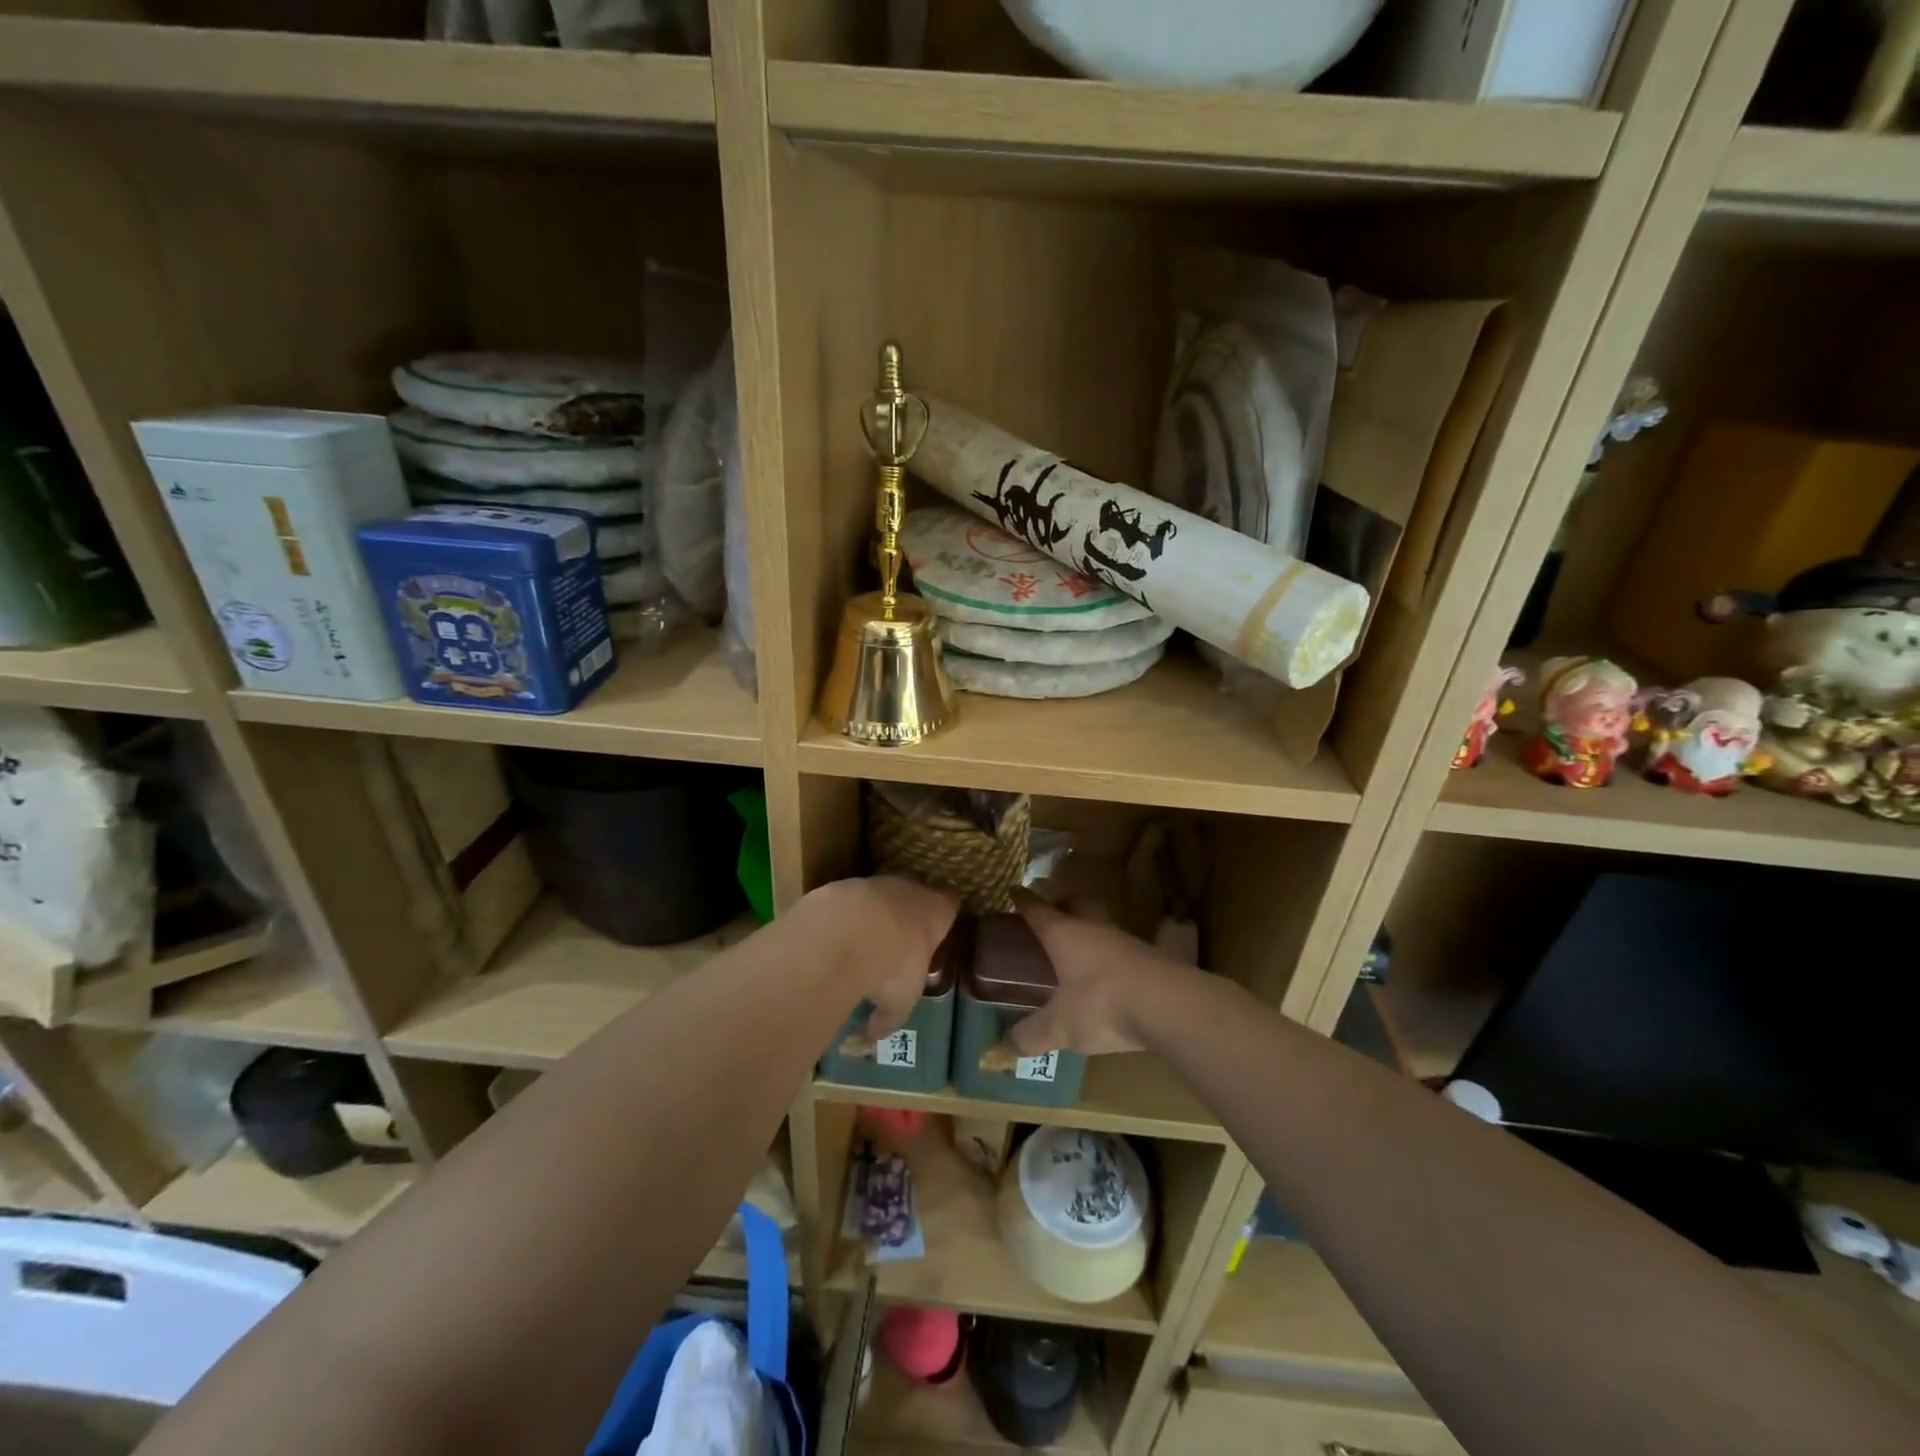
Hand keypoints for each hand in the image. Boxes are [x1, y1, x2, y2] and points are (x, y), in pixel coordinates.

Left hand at [813, 877, 957, 1040]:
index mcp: (937, 910)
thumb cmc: (894, 966)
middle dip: (905, 913)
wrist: (848, 932)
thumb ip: (890, 1015)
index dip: (941, 916)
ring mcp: (876, 882)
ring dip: (871, 914)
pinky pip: (847, 900)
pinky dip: (841, 916)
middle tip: (894, 941)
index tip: (933, 932)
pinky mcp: (844, 884)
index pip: (949, 903)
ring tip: (857, 943)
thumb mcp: (899, 1002)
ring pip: (879, 894)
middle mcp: (910, 888)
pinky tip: (832, 937)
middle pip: (914, 892)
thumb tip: (876, 1033)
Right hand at [1005, 897, 1180, 1058]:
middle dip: (1064, 906)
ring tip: (1082, 951)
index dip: (1024, 901)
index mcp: (1064, 934)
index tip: (1014, 890)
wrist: (1168, 1005)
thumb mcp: (1060, 1027)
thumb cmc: (1101, 1004)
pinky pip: (1126, 949)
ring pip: (1104, 925)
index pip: (1038, 910)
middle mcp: (1095, 928)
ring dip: (1092, 932)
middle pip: (1077, 905)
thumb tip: (1006, 1047)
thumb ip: (1032, 1036)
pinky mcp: (1152, 957)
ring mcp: (1127, 940)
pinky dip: (1114, 957)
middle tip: (1054, 915)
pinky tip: (1113, 976)